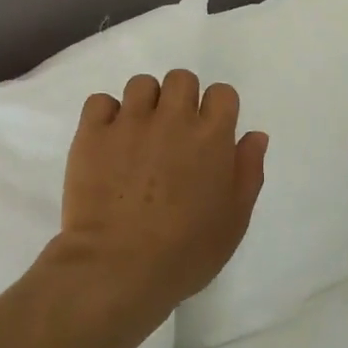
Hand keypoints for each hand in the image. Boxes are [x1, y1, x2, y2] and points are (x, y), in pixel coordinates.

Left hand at [42, 69, 267, 333]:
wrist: (118, 268)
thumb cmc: (186, 253)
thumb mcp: (234, 221)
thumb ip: (249, 172)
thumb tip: (254, 135)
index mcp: (212, 137)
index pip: (222, 93)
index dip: (217, 109)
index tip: (208, 132)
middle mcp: (173, 119)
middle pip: (181, 79)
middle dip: (181, 99)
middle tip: (173, 132)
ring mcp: (130, 123)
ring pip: (141, 84)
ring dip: (144, 104)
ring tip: (138, 135)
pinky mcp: (92, 134)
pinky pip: (100, 101)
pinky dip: (106, 115)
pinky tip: (108, 140)